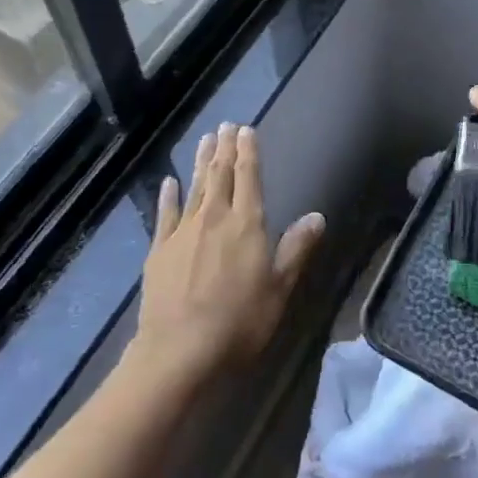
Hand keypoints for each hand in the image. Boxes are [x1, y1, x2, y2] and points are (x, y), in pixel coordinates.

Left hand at [128, 123, 325, 389]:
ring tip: (204, 139)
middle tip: (225, 125)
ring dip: (200, 162)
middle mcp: (214, 217)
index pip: (249, 177)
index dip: (248, 151)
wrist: (179, 352)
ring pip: (195, 187)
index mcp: (247, 223)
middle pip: (220, 174)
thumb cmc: (239, 322)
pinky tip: (169, 182)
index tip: (245, 129)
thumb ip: (296, 249)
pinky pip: (165, 214)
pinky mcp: (160, 250)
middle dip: (224, 148)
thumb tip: (317, 216)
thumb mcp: (279, 288)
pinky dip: (168, 196)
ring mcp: (183, 232)